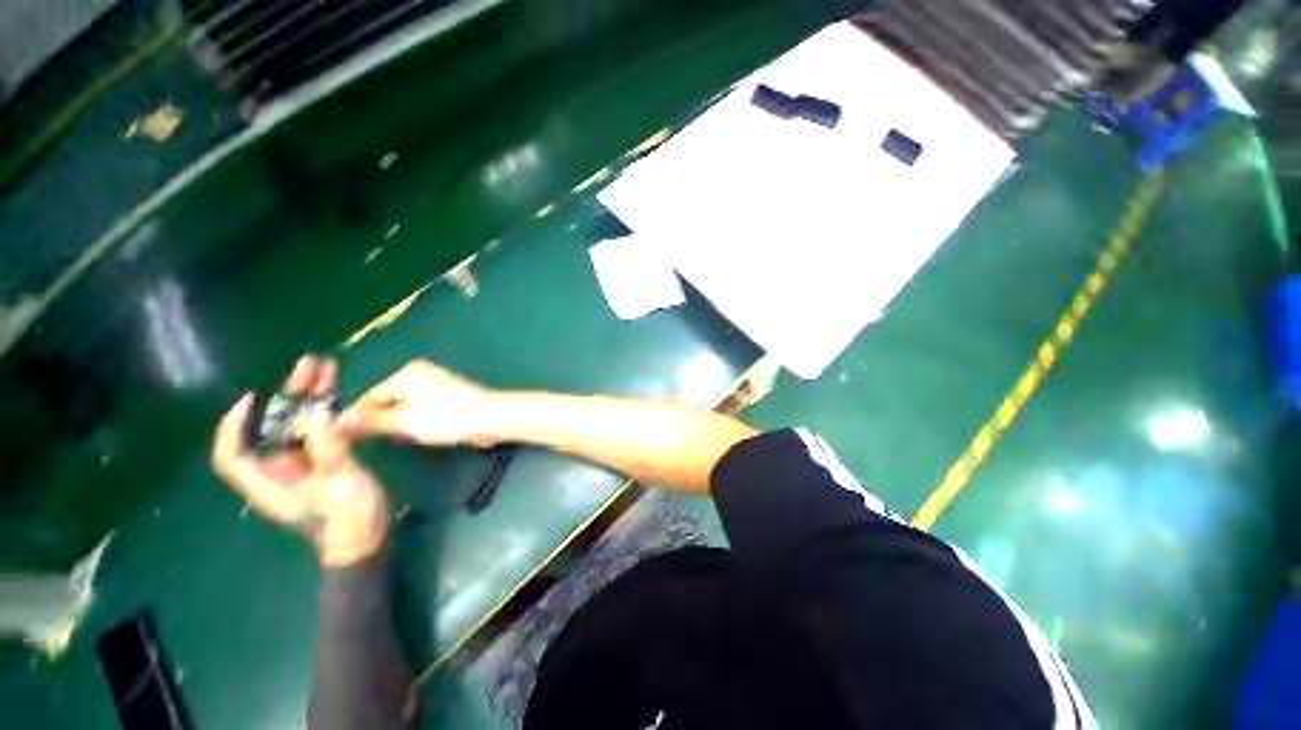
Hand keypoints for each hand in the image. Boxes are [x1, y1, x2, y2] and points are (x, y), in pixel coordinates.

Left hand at [211, 356, 389, 567]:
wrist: (367, 539)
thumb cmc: (347, 520)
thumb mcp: (340, 484)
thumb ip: (330, 449)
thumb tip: (320, 413)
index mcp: (268, 482)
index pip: (232, 455)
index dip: (234, 426)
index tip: (253, 397)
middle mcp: (278, 469)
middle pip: (271, 429)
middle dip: (286, 397)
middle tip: (308, 367)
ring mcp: (302, 465)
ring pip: (297, 425)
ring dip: (310, 398)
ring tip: (326, 369)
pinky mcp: (323, 461)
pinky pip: (318, 430)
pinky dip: (326, 411)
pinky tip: (338, 393)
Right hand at [341, 359, 495, 446]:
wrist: (492, 418)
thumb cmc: (449, 418)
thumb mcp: (405, 420)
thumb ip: (371, 420)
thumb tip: (339, 422)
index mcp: (408, 373)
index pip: (370, 395)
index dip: (357, 418)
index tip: (345, 439)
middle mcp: (420, 373)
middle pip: (386, 400)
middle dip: (381, 421)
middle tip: (381, 440)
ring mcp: (436, 384)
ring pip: (403, 407)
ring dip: (399, 424)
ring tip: (404, 438)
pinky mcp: (447, 397)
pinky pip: (421, 409)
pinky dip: (416, 422)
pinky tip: (421, 433)